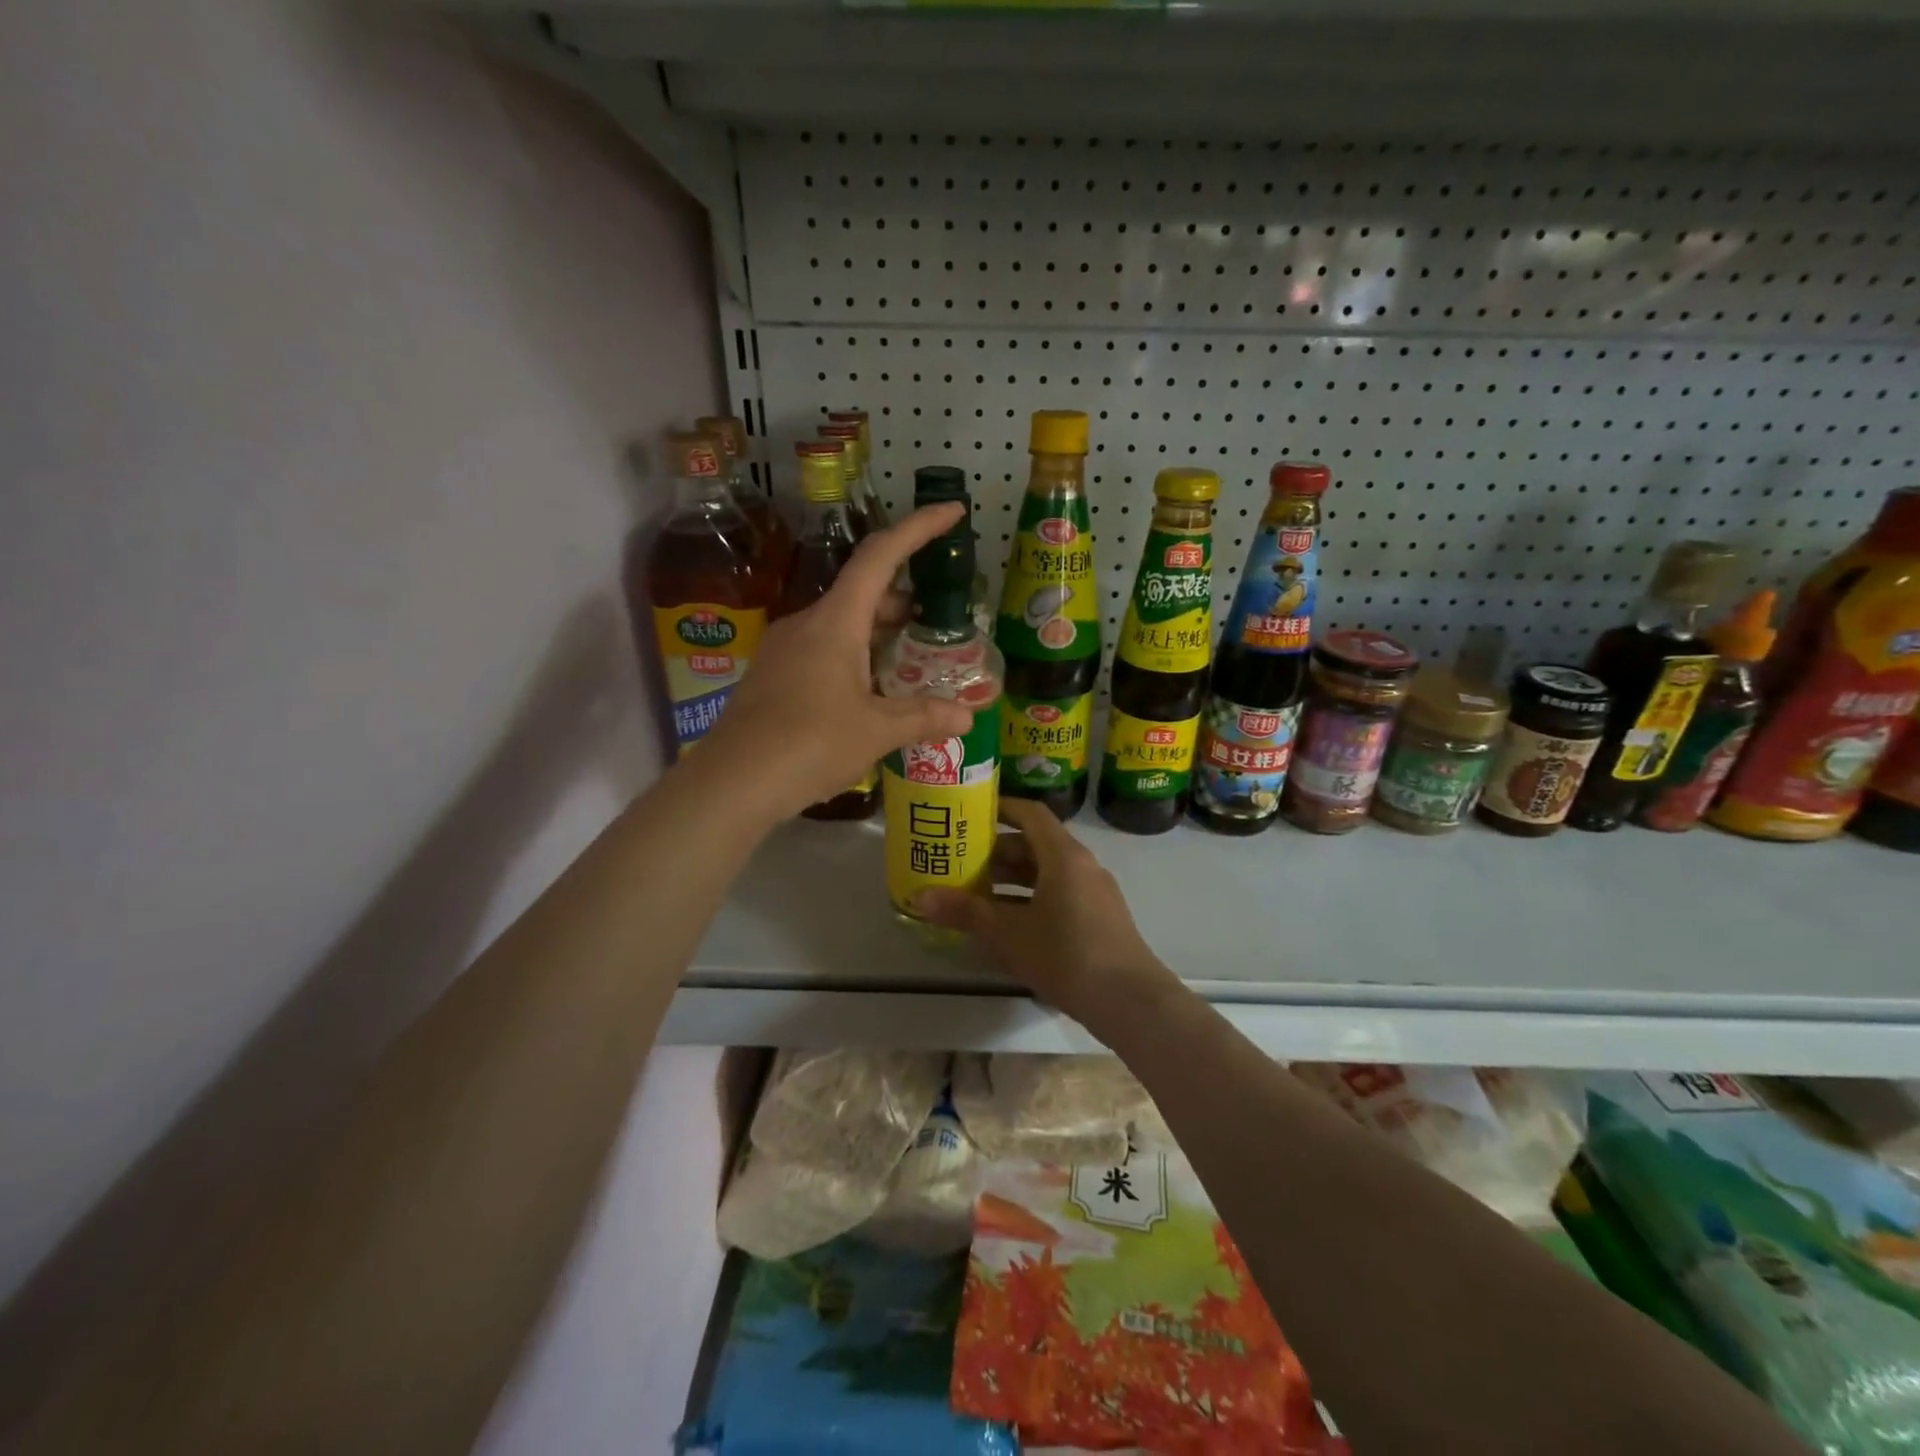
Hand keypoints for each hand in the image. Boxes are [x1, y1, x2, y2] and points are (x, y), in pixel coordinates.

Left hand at [701, 504, 974, 820]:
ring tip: (911, 658)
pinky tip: (870, 691)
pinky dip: (855, 655)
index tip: (952, 512)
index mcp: (835, 622)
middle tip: (938, 621)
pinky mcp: (773, 675)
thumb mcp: (876, 731)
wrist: (733, 782)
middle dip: (903, 599)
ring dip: (879, 632)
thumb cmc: (810, 744)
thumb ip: (924, 717)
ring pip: (841, 624)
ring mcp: (784, 649)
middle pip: (862, 592)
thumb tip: (967, 716)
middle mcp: (807, 623)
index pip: (881, 556)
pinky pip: (823, 649)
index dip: (919, 528)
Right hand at [915, 798, 1174, 1026]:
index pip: (1030, 813)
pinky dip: (1031, 897)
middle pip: (1036, 843)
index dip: (1000, 808)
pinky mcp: (1099, 916)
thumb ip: (966, 912)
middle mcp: (1081, 864)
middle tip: (960, 858)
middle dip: (997, 851)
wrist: (1129, 1001)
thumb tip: (920, 898)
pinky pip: (1059, 892)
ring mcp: (1093, 891)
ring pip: (1047, 871)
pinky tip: (1006, 921)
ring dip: (1012, 878)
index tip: (969, 813)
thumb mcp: (1008, 934)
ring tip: (975, 890)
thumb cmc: (1066, 955)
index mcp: (1063, 855)